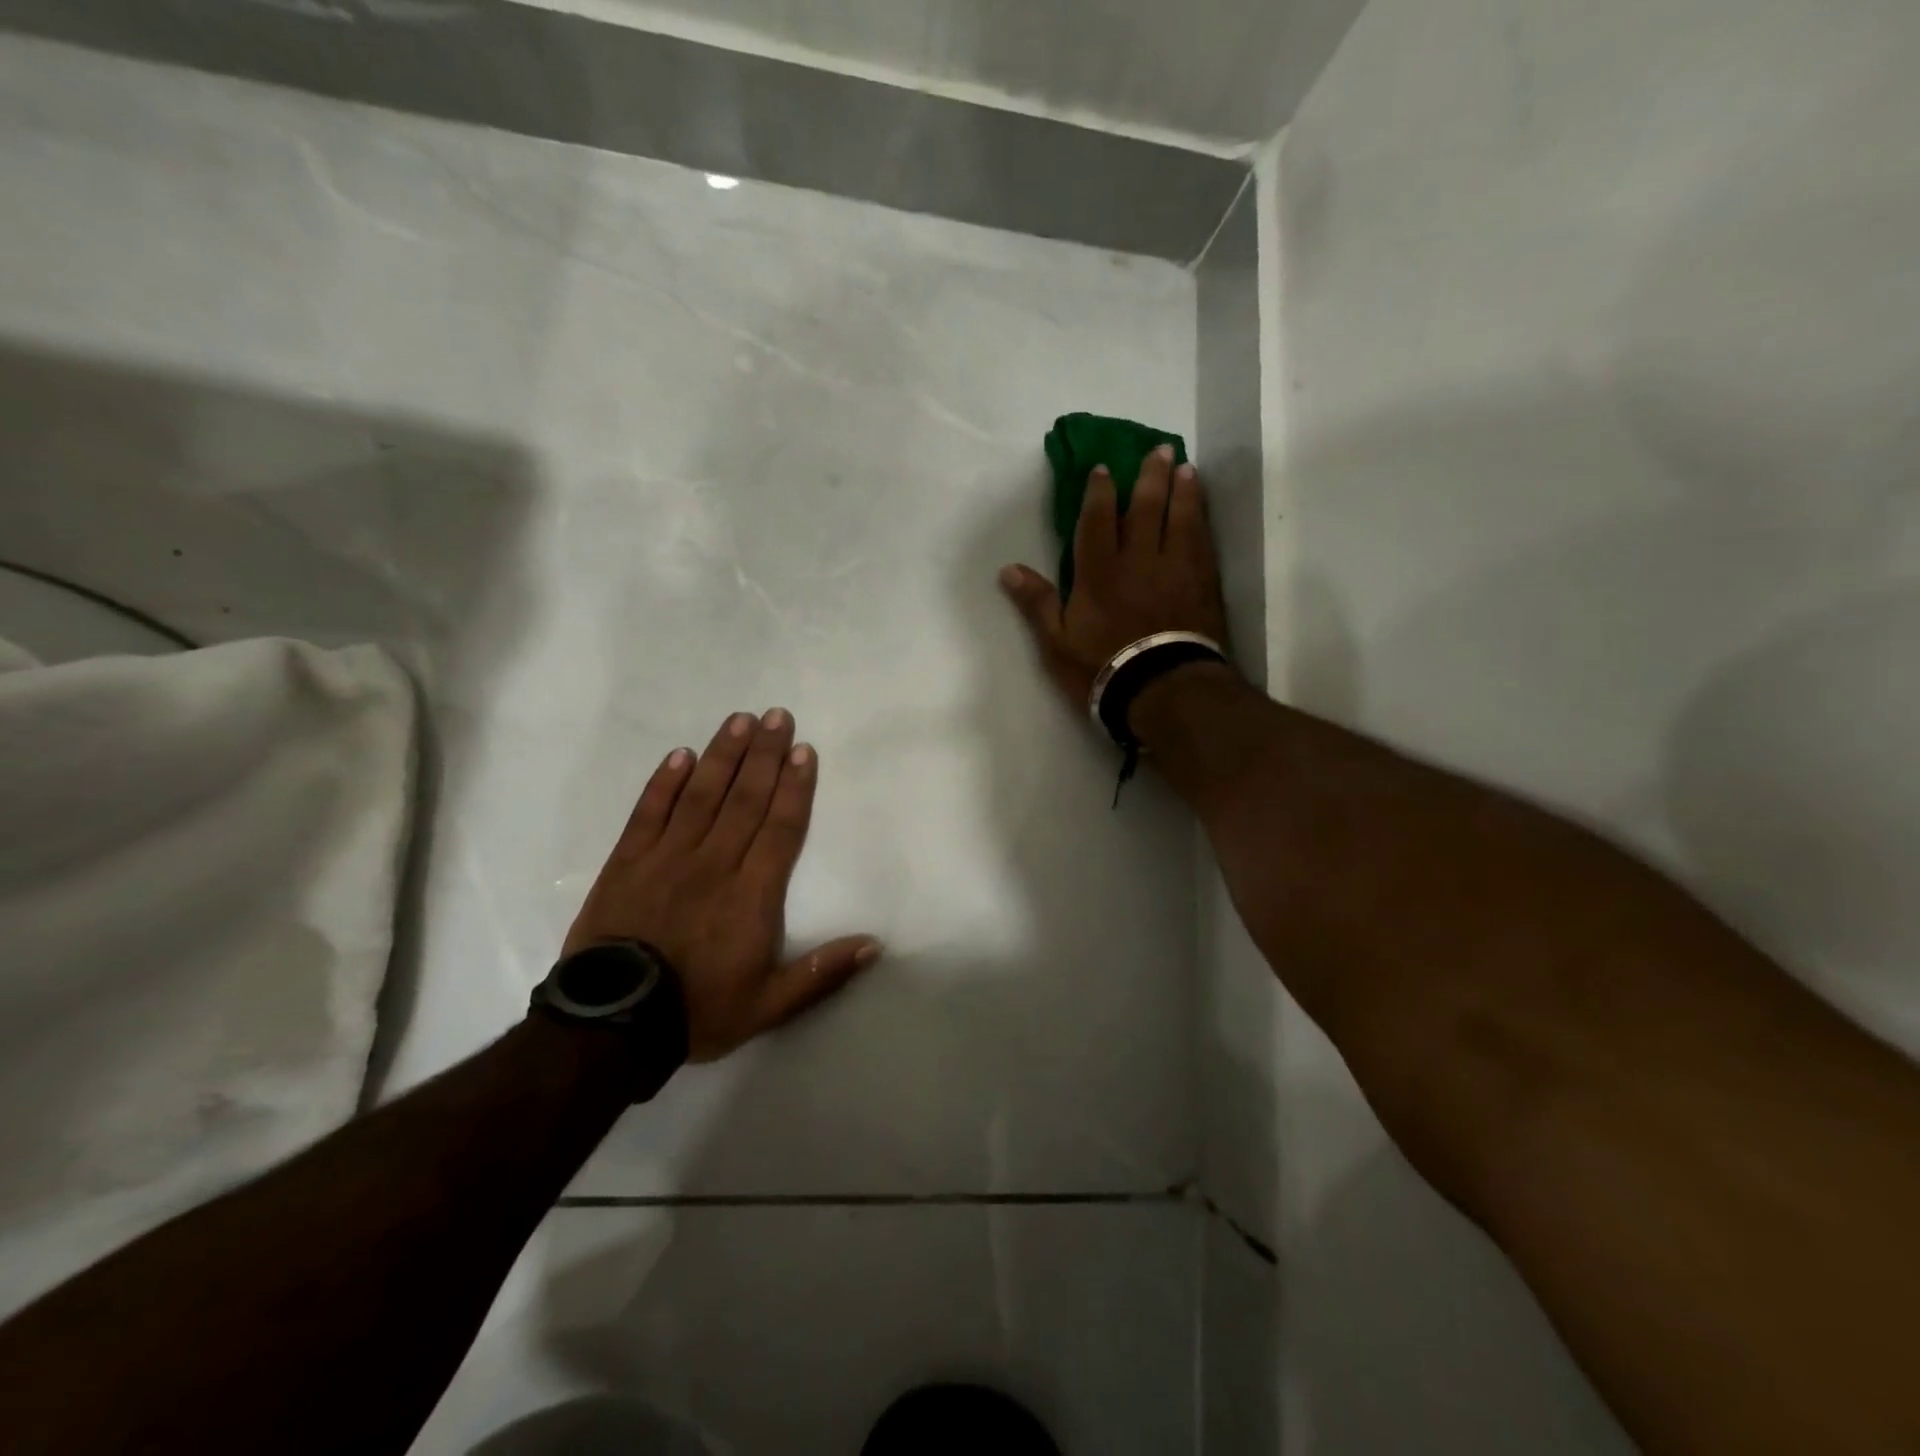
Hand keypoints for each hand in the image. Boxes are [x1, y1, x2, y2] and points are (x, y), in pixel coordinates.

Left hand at [562, 709, 879, 1061]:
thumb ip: (822, 973)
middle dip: (765, 755)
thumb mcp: (770, 1006)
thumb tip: (875, 944)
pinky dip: (664, 782)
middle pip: (745, 800)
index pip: (780, 828)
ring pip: (702, 795)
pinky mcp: (627, 862)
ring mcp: (667, 858)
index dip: (794, 787)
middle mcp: (714, 863)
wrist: (612, 1027)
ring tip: (740, 721)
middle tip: (777, 716)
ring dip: (723, 756)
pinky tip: (681, 754)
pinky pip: (649, 812)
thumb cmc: (699, 1011)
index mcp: (751, 894)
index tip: (804, 750)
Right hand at [1000, 445, 1229, 713]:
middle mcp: (1138, 560)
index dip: (1100, 492)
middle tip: (1158, 450)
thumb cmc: (1102, 669)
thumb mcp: (1056, 643)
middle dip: (1150, 477)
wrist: (1162, 689)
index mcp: (1098, 572)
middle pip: (1145, 508)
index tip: (1104, 469)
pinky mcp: (1202, 584)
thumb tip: (1008, 569)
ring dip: (1182, 490)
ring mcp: (1175, 569)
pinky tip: (1201, 509)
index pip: (1097, 521)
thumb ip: (1037, 603)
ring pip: (1180, 518)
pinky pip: (1202, 541)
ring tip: (1185, 468)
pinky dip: (1201, 519)